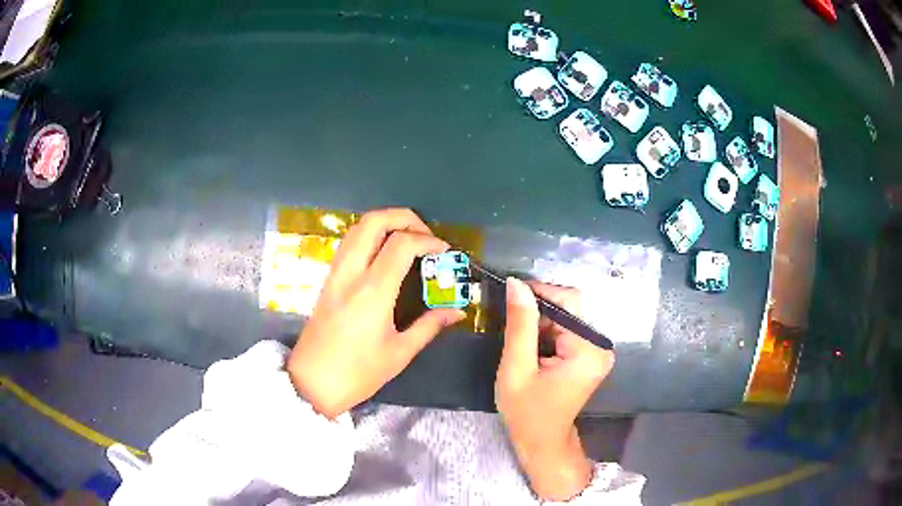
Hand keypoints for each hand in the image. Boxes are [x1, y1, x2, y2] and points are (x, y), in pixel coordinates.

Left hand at [287, 208, 465, 418]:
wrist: (311, 383)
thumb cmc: (357, 373)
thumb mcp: (399, 353)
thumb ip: (430, 325)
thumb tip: (457, 311)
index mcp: (373, 291)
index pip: (402, 244)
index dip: (428, 241)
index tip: (445, 252)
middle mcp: (351, 273)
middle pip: (374, 221)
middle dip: (405, 217)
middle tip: (426, 234)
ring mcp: (335, 273)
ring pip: (357, 228)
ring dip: (385, 222)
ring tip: (408, 238)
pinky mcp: (327, 280)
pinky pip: (348, 243)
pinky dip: (369, 235)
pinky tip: (383, 252)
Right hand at [496, 278, 614, 500]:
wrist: (542, 442)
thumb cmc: (526, 412)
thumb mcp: (516, 369)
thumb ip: (520, 325)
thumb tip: (516, 283)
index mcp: (588, 350)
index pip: (568, 301)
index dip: (540, 291)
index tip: (510, 293)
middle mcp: (601, 346)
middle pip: (570, 308)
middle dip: (539, 310)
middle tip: (510, 320)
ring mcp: (598, 351)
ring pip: (567, 317)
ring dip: (542, 321)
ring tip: (519, 339)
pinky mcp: (591, 355)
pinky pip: (569, 330)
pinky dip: (548, 332)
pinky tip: (531, 346)